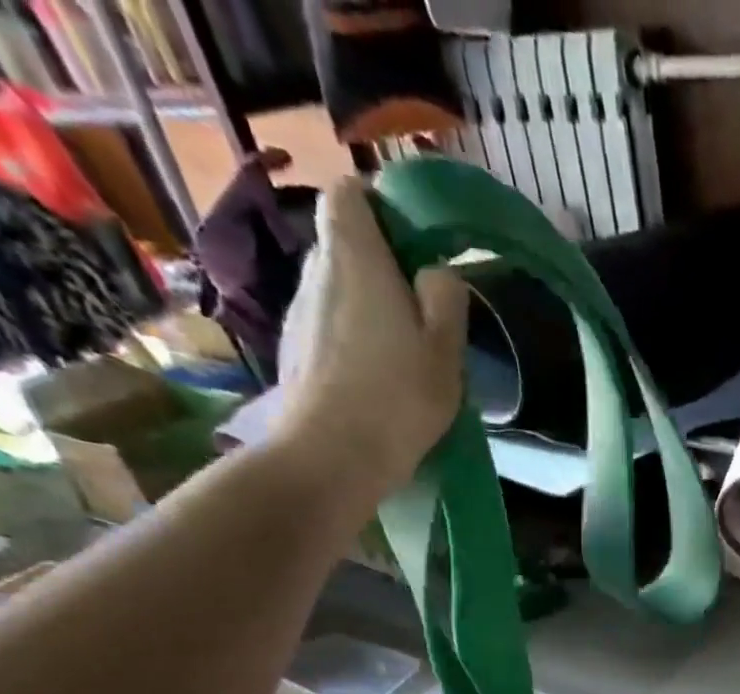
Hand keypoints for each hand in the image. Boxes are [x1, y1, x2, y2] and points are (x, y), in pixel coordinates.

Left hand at [272, 177, 468, 499]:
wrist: (333, 456)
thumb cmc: (398, 396)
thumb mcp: (446, 347)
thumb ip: (446, 296)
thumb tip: (435, 272)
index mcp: (353, 255)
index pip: (350, 193)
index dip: (382, 207)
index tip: (415, 246)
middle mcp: (315, 271)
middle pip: (344, 244)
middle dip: (381, 265)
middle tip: (421, 311)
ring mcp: (298, 313)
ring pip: (337, 291)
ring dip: (367, 309)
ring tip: (402, 354)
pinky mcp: (293, 352)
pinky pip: (327, 328)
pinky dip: (350, 340)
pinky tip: (375, 381)